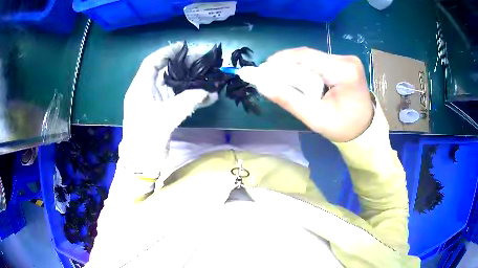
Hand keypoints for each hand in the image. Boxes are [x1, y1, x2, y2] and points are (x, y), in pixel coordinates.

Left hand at [119, 42, 217, 178]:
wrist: (141, 163)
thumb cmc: (146, 139)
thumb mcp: (165, 118)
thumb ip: (188, 102)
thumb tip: (209, 92)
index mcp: (140, 88)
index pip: (152, 62)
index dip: (167, 52)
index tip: (184, 46)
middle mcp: (147, 91)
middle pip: (166, 71)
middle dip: (184, 64)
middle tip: (204, 59)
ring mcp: (156, 102)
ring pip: (174, 84)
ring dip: (191, 80)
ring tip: (209, 73)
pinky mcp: (163, 112)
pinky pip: (179, 99)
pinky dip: (192, 97)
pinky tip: (208, 97)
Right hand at [258, 47, 372, 141]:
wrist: (365, 130)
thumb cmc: (343, 128)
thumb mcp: (315, 118)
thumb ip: (289, 100)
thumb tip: (262, 85)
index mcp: (344, 72)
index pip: (307, 57)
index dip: (282, 60)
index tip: (263, 69)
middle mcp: (347, 60)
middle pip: (309, 56)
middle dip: (287, 64)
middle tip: (269, 76)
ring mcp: (347, 60)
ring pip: (313, 58)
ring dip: (296, 67)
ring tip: (282, 79)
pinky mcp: (345, 62)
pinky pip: (319, 61)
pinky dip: (306, 69)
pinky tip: (298, 78)